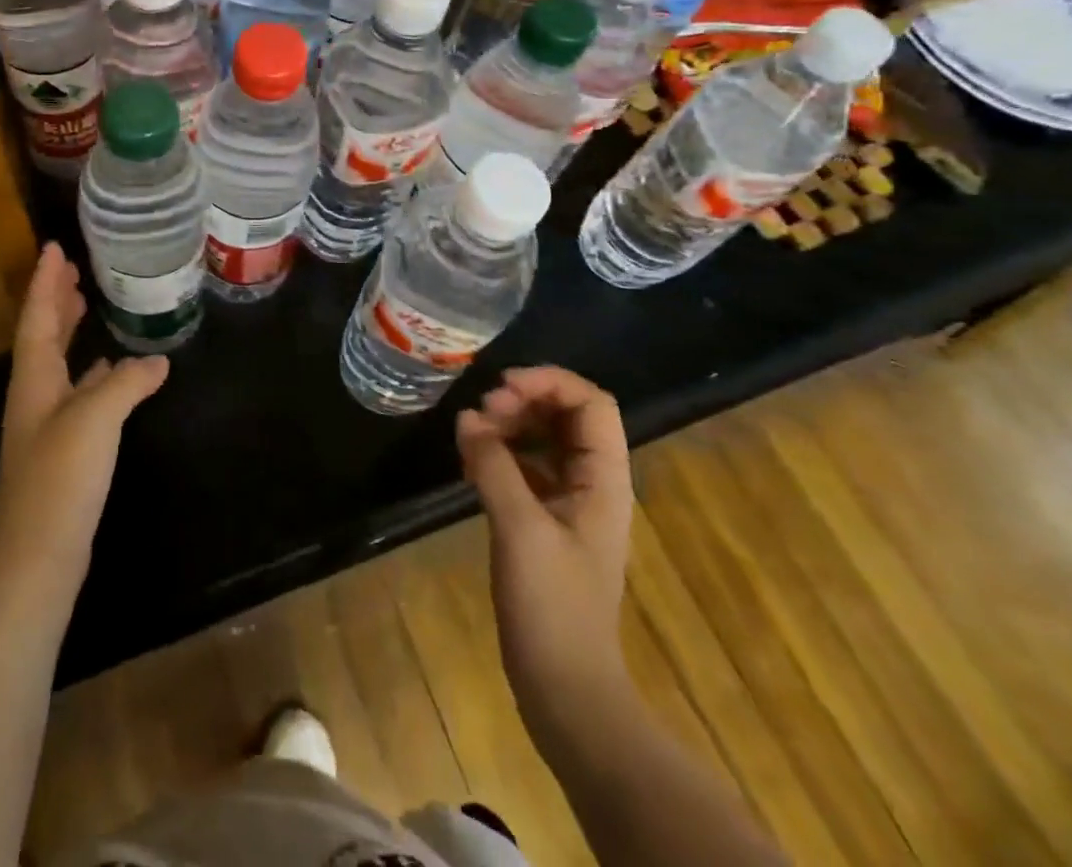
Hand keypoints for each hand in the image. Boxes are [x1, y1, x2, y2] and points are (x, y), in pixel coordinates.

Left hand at [0, 243, 167, 590]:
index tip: (54, 247)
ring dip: (71, 331)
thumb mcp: (96, 417)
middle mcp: (35, 395)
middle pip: (43, 335)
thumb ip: (127, 382)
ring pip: (59, 362)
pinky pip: (78, 391)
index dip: (45, 282)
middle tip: (74, 270)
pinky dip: (92, 372)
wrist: (38, 554)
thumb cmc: (60, 476)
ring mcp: (47, 423)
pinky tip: (112, 372)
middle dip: (56, 300)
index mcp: (34, 379)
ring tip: (90, 305)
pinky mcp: (63, 448)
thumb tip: (157, 360)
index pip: (37, 317)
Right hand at [456, 367, 635, 727]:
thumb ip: (493, 465)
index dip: (549, 382)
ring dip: (510, 424)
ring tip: (472, 432)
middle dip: (524, 400)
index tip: (501, 388)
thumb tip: (467, 417)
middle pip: (566, 415)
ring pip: (544, 439)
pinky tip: (470, 460)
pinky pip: (526, 467)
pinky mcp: (545, 522)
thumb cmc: (553, 607)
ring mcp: (569, 503)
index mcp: (604, 480)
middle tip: (482, 410)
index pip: (591, 403)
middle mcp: (592, 483)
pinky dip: (500, 453)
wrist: (565, 689)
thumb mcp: (521, 529)